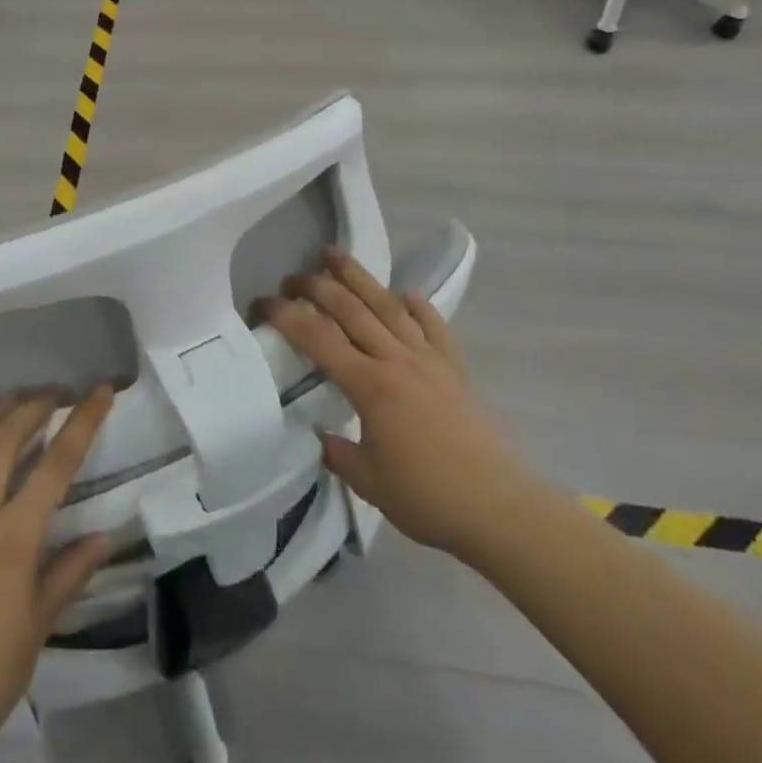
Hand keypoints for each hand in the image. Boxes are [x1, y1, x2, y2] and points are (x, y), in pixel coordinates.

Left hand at [0, 389, 113, 762]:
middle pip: (4, 441)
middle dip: (33, 407)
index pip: (56, 464)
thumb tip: (105, 535)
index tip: (100, 391)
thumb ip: (71, 570)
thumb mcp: (41, 622)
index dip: (83, 421)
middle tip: (55, 394)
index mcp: (14, 537)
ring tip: (12, 398)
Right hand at [265, 248, 533, 563]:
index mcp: (369, 386)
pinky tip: (405, 294)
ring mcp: (428, 359)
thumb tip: (321, 435)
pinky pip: (433, 326)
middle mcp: (396, 360)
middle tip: (293, 277)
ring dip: (359, 278)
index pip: (317, 338)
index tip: (263, 304)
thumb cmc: (427, 497)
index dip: (286, 316)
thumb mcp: (369, 483)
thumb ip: (338, 453)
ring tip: (335, 255)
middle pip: (350, 309)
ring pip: (387, 306)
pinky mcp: (455, 368)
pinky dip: (417, 306)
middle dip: (317, 287)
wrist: (498, 507)